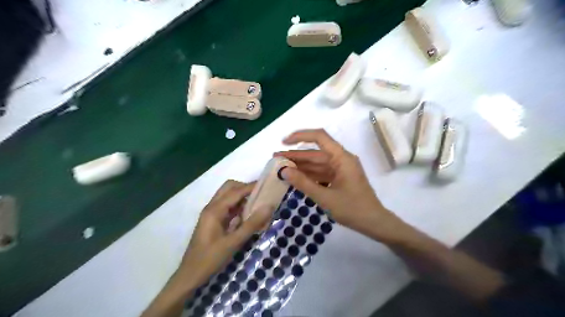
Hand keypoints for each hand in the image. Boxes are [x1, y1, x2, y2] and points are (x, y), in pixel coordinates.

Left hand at [178, 179, 272, 288]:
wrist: (190, 275)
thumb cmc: (210, 259)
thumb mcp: (234, 242)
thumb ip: (252, 224)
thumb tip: (268, 207)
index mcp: (215, 210)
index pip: (236, 191)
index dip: (251, 187)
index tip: (268, 185)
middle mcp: (212, 207)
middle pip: (229, 188)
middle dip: (245, 188)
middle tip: (261, 196)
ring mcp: (211, 213)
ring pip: (228, 196)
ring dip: (242, 197)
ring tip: (258, 204)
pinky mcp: (213, 220)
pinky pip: (227, 206)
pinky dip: (238, 206)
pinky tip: (248, 215)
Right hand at [275, 129, 406, 242]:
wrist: (374, 223)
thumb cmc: (353, 209)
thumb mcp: (325, 198)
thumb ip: (303, 183)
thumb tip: (283, 171)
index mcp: (342, 158)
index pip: (320, 137)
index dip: (300, 136)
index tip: (284, 142)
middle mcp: (341, 159)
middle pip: (315, 153)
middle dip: (295, 155)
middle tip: (275, 160)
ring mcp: (340, 169)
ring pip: (316, 163)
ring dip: (300, 166)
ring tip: (281, 168)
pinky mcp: (339, 178)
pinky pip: (321, 173)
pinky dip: (308, 175)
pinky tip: (295, 178)